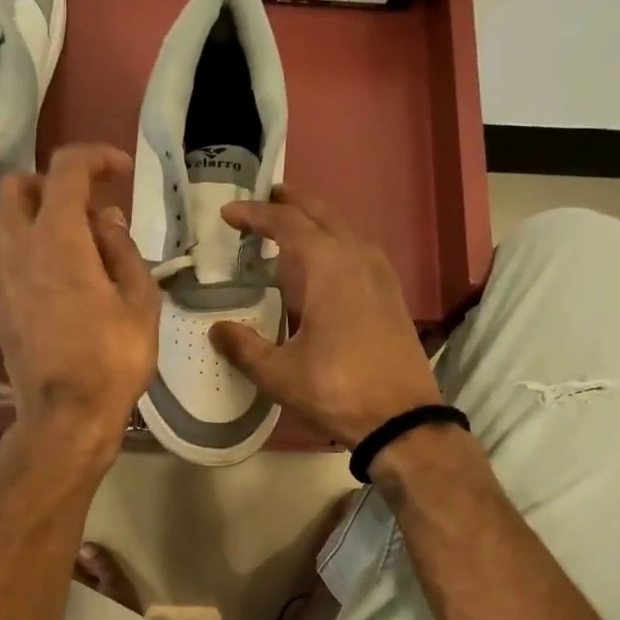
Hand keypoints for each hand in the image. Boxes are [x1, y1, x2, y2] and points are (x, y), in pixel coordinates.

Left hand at [0, 144, 158, 478]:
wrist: (66, 414)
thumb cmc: (113, 358)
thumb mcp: (140, 301)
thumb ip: (122, 249)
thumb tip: (105, 220)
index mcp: (58, 236)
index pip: (67, 168)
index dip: (96, 157)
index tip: (120, 171)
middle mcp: (16, 244)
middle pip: (18, 186)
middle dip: (53, 184)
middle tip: (86, 207)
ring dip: (27, 213)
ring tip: (62, 237)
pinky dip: (14, 247)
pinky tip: (41, 271)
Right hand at [209, 188, 442, 447]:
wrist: (402, 418)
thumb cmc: (337, 390)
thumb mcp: (279, 374)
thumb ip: (244, 347)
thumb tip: (217, 329)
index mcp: (328, 266)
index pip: (285, 224)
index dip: (254, 216)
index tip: (228, 214)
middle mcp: (357, 257)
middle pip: (320, 215)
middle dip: (289, 205)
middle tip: (263, 201)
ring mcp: (380, 274)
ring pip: (343, 230)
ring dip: (315, 223)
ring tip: (290, 228)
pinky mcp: (391, 294)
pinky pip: (358, 251)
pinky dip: (334, 244)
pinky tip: (325, 265)